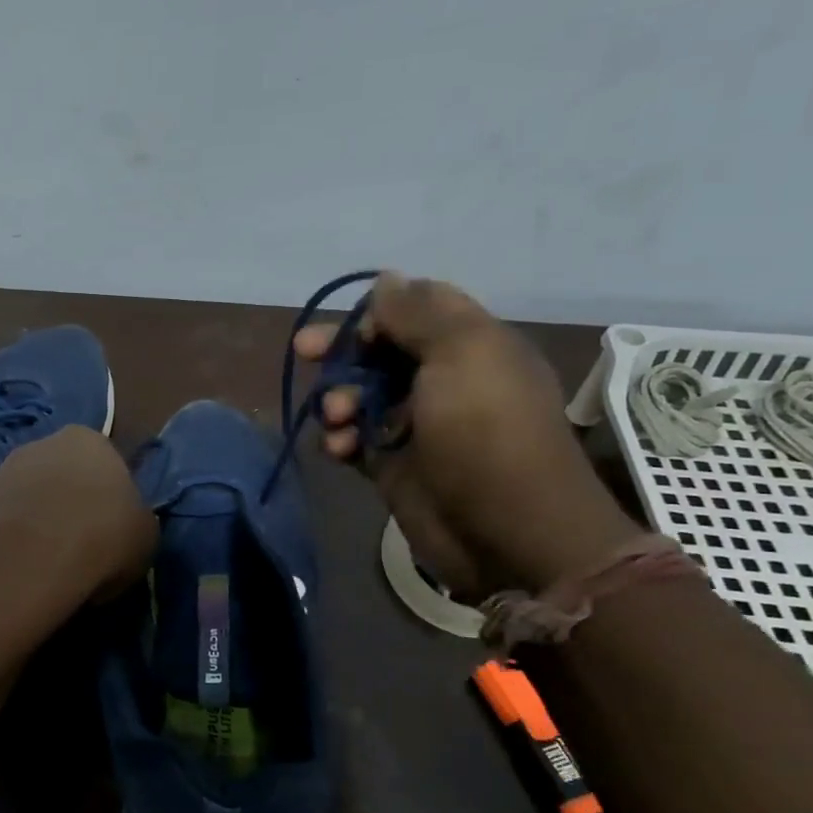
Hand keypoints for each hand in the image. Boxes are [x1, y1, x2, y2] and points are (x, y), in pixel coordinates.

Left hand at [0, 426, 156, 598]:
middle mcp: (46, 442)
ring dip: (39, 518)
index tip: (110, 530)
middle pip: (64, 474)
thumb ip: (134, 520)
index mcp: (92, 439)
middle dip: (70, 502)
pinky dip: (15, 535)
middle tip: (80, 544)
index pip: (107, 464)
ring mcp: (6, 467)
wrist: (34, 555)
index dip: (110, 499)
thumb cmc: (104, 535)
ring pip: (32, 494)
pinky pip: (6, 517)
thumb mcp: (145, 534)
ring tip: (49, 560)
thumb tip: (122, 529)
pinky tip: (24, 563)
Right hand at [296, 274, 640, 594]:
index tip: (356, 327)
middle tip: (305, 352)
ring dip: (337, 399)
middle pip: (381, 350)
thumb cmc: (486, 433)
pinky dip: (339, 439)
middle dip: (343, 351)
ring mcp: (417, 424)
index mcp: (471, 345)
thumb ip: (418, 314)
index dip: (380, 311)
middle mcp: (444, 379)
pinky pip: (354, 439)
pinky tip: (336, 449)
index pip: (418, 307)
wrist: (507, 534)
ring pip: (361, 394)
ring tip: (335, 419)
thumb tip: (387, 278)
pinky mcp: (395, 464)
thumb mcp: (462, 355)